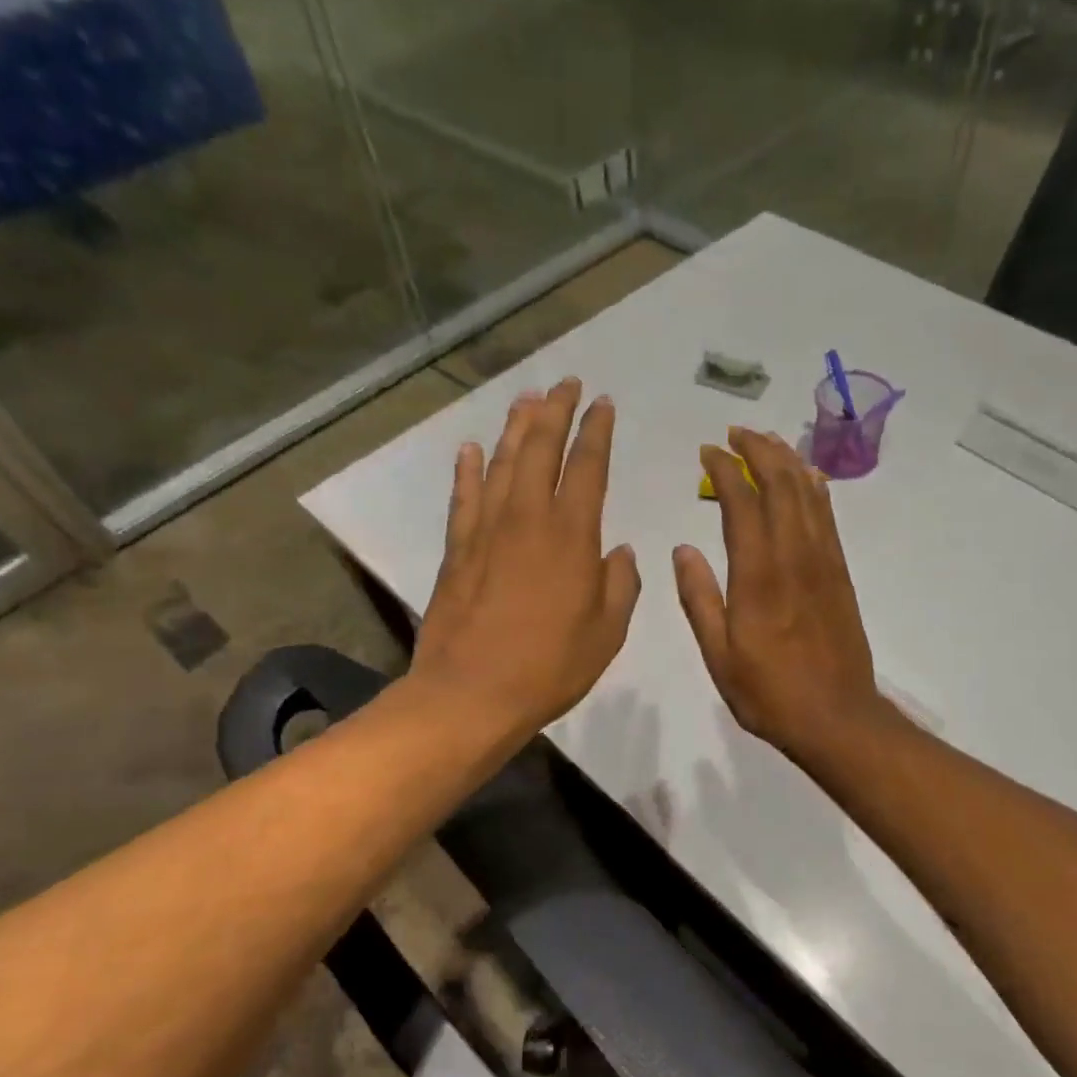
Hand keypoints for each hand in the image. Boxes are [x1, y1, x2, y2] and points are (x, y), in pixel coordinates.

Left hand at [410, 378, 639, 738]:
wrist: (471, 693)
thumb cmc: (549, 667)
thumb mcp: (607, 633)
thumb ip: (620, 586)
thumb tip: (619, 553)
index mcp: (572, 536)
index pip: (587, 466)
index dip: (596, 431)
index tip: (603, 404)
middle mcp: (528, 518)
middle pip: (540, 448)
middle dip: (555, 411)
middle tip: (565, 384)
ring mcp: (486, 530)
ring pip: (501, 463)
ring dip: (515, 427)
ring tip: (527, 400)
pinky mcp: (457, 549)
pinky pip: (464, 497)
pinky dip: (467, 470)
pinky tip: (471, 449)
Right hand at [674, 428, 885, 757]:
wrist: (836, 717)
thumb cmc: (769, 692)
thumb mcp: (719, 654)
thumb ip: (699, 598)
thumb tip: (683, 549)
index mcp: (758, 576)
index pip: (741, 504)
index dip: (724, 470)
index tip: (707, 452)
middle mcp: (794, 557)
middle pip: (780, 485)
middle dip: (758, 451)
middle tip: (736, 434)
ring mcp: (823, 562)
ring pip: (808, 494)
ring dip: (787, 461)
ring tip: (767, 442)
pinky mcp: (841, 573)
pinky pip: (828, 517)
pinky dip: (815, 488)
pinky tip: (807, 476)